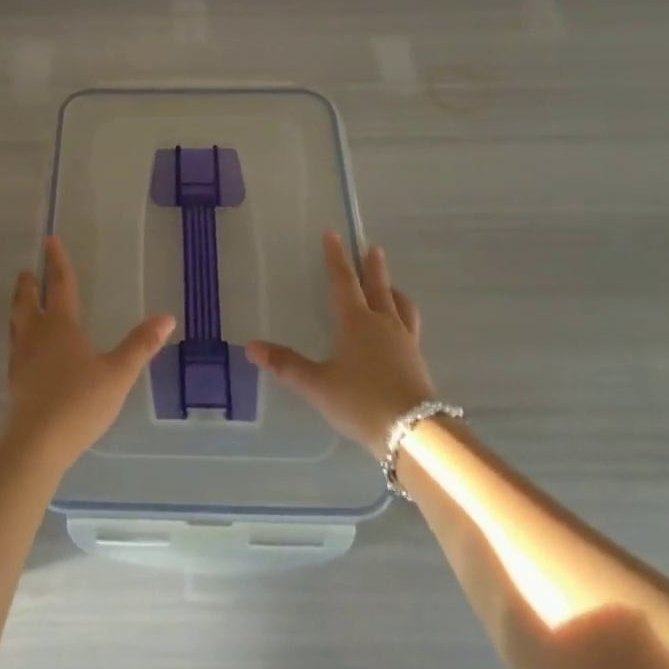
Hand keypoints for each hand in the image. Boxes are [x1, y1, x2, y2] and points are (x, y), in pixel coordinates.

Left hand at [4, 236, 175, 469]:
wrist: (36, 442)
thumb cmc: (80, 402)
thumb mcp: (118, 373)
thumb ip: (140, 345)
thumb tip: (166, 318)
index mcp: (61, 325)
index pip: (60, 284)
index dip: (57, 262)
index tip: (50, 241)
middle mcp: (37, 334)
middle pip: (29, 300)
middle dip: (30, 283)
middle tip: (28, 270)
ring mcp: (21, 357)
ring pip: (17, 321)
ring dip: (19, 305)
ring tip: (21, 299)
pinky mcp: (14, 379)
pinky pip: (14, 345)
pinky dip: (17, 333)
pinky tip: (22, 346)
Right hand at [247, 232, 436, 455]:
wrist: (414, 433)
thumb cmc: (361, 401)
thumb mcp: (317, 384)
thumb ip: (286, 365)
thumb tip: (251, 347)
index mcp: (357, 322)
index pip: (344, 282)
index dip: (336, 258)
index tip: (334, 235)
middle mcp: (384, 325)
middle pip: (378, 287)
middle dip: (373, 267)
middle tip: (372, 248)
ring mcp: (405, 343)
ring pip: (401, 306)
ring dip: (393, 291)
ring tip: (391, 287)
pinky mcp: (418, 363)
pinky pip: (410, 328)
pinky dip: (403, 317)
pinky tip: (399, 330)